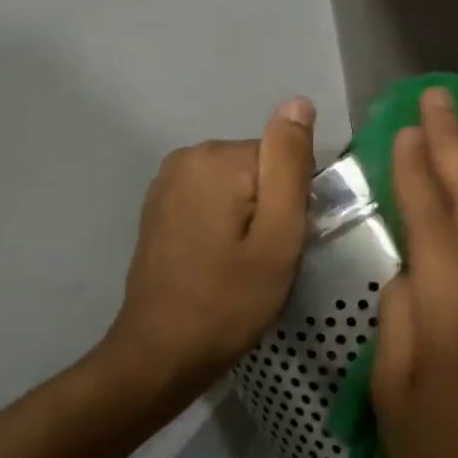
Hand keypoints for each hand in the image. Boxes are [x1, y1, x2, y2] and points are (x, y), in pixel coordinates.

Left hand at [103, 98, 315, 405]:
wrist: (160, 355)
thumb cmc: (228, 302)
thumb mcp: (278, 238)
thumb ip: (290, 166)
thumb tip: (298, 102)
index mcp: (215, 159)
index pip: (284, 160)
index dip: (294, 205)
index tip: (282, 246)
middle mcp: (185, 157)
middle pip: (259, 170)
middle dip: (271, 210)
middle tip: (265, 261)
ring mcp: (166, 182)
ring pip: (238, 187)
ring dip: (249, 221)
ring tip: (241, 266)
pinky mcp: (159, 207)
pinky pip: (213, 201)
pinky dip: (225, 226)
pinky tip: (218, 263)